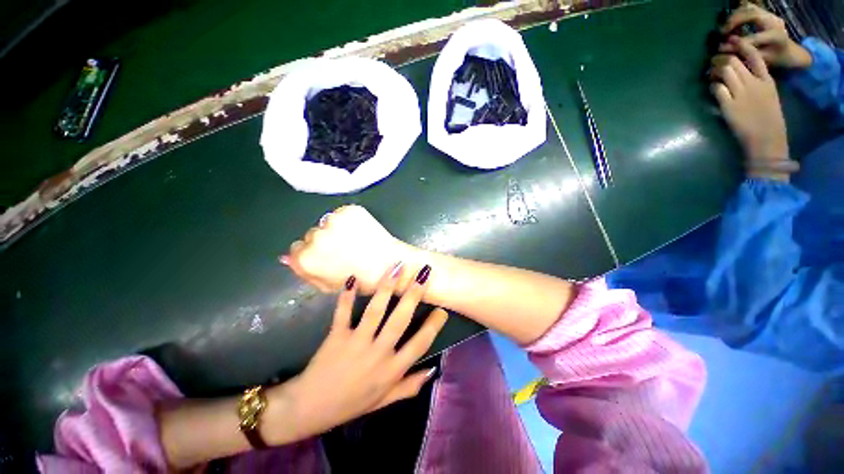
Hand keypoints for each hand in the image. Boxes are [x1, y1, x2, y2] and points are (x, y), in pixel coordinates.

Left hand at [278, 264, 447, 440]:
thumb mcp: (383, 401)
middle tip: (423, 274)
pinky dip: (347, 296)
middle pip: (400, 320)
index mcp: (391, 370)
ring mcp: (356, 343)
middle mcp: (378, 354)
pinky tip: (353, 278)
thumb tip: (433, 369)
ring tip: (397, 267)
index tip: (442, 310)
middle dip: (413, 295)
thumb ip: (409, 386)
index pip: (420, 344)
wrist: (310, 409)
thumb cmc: (351, 403)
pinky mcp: (336, 336)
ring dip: (387, 287)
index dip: (433, 326)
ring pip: (375, 311)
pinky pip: (343, 312)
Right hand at [282, 205, 413, 293]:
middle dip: (323, 242)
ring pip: (326, 223)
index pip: (296, 249)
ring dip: (335, 230)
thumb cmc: (360, 281)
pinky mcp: (350, 210)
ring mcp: (334, 220)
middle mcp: (316, 236)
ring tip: (353, 240)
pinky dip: (348, 221)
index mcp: (307, 258)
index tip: (326, 258)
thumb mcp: (328, 286)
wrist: (390, 263)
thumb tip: (284, 257)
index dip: (312, 254)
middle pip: (311, 235)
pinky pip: (341, 214)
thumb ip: (304, 272)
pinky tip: (360, 231)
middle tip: (343, 250)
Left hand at [710, 37, 788, 173]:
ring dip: (715, 69)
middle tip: (714, 59)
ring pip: (726, 71)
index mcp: (767, 80)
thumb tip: (743, 73)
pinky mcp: (729, 106)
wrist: (767, 140)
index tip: (733, 43)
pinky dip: (712, 85)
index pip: (755, 56)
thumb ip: (759, 83)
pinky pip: (717, 88)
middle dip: (722, 58)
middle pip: (735, 62)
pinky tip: (711, 87)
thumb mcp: (769, 96)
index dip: (742, 47)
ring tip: (710, 71)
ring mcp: (742, 94)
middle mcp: (754, 83)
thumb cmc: (769, 120)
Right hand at [719, 3, 811, 68]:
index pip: (752, 38)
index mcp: (775, 36)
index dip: (735, 43)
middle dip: (733, 23)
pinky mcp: (765, 12)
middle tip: (721, 33)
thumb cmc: (774, 59)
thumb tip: (722, 50)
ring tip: (726, 28)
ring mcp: (769, 14)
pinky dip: (738, 14)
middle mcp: (773, 21)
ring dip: (734, 17)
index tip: (720, 48)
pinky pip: (748, 8)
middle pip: (749, 15)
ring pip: (747, 8)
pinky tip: (733, 24)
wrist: (789, 51)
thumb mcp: (760, 61)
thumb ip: (743, 54)